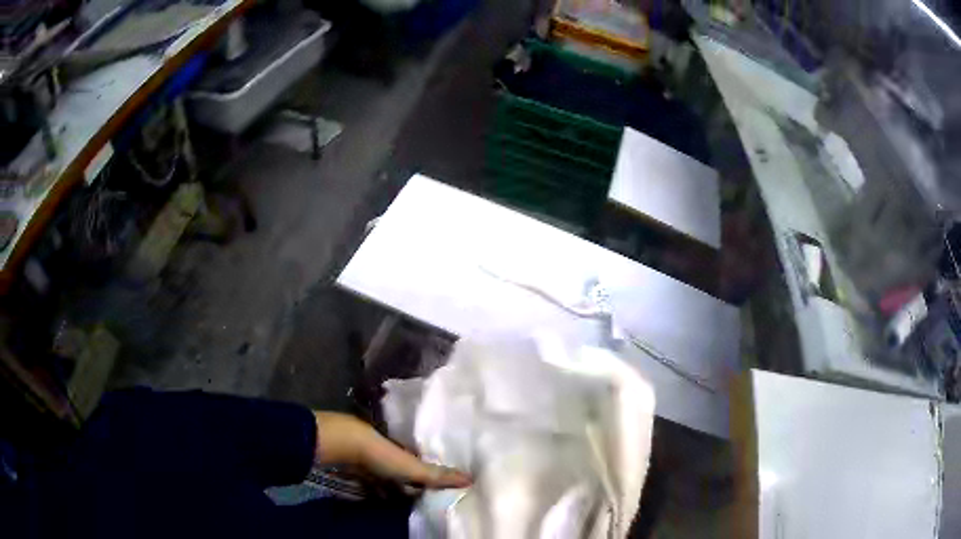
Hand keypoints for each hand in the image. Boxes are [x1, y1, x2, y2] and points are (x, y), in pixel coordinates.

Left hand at [313, 412, 470, 488]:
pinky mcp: (358, 468)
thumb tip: (471, 478)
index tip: (439, 488)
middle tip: (422, 498)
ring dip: (393, 487)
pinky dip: (376, 489)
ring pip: (388, 476)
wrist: (345, 446)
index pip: (423, 463)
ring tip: (402, 502)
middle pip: (404, 470)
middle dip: (411, 483)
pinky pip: (371, 481)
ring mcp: (373, 460)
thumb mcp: (413, 468)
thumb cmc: (383, 455)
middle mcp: (391, 452)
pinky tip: (379, 498)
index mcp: (407, 450)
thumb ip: (438, 475)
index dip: (431, 475)